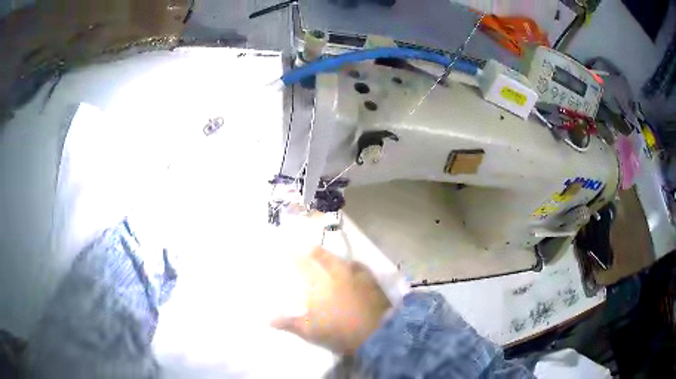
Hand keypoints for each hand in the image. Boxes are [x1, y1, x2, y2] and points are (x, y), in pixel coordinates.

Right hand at [271, 247, 390, 354]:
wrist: (375, 334)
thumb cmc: (338, 332)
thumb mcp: (310, 331)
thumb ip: (290, 323)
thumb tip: (269, 321)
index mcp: (320, 284)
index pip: (303, 265)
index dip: (294, 256)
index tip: (288, 248)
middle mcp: (337, 274)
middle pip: (324, 257)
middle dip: (315, 251)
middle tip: (309, 247)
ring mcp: (357, 276)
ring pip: (342, 260)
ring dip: (333, 257)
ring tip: (329, 256)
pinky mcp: (372, 281)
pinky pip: (360, 267)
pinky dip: (353, 265)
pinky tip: (353, 267)